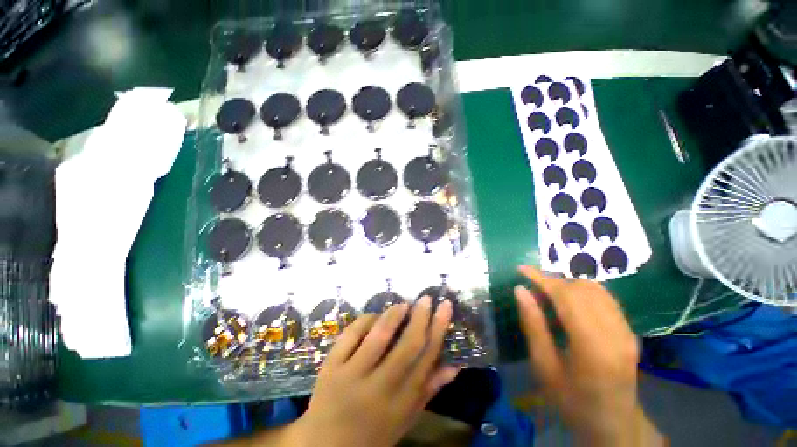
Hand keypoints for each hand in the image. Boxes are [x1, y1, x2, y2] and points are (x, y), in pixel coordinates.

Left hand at [288, 297, 459, 446]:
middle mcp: (379, 388)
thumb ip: (428, 391)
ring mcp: (351, 375)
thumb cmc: (371, 432)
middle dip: (420, 317)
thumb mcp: (404, 419)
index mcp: (401, 403)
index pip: (427, 358)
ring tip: (403, 305)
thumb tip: (454, 366)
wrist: (324, 445)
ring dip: (394, 315)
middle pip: (407, 345)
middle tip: (426, 299)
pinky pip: (351, 334)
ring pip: (379, 336)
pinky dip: (366, 319)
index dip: (439, 329)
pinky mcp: (331, 366)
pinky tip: (374, 317)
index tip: (445, 307)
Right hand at [514, 266, 662, 445]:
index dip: (542, 279)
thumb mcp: (544, 366)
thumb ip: (533, 325)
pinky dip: (582, 292)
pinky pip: (605, 298)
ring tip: (548, 295)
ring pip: (596, 289)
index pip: (567, 297)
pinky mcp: (630, 330)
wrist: (614, 423)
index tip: (521, 269)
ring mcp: (627, 330)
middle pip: (582, 289)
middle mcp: (616, 333)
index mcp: (593, 346)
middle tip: (532, 289)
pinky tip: (569, 304)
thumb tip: (520, 291)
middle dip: (553, 281)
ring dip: (567, 285)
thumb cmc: (572, 400)